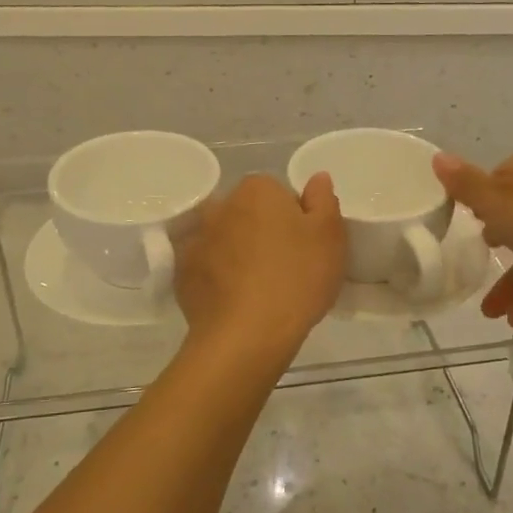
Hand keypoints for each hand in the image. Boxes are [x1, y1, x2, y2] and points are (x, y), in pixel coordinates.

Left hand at [174, 173, 345, 362]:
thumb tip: (316, 178)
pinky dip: (217, 277)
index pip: (277, 193)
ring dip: (237, 253)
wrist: (246, 335)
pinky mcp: (182, 272)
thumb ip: (324, 199)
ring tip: (257, 289)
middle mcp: (221, 205)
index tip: (304, 247)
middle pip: (248, 213)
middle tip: (284, 268)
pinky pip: (206, 267)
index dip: (294, 219)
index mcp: (257, 189)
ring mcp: (196, 238)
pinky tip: (234, 302)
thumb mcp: (330, 236)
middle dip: (262, 232)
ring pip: (224, 239)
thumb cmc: (297, 279)